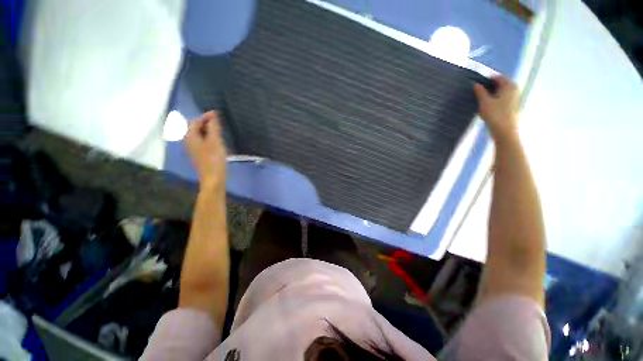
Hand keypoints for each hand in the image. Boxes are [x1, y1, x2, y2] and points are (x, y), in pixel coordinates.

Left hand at [186, 111, 226, 187]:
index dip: (206, 116)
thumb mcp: (215, 141)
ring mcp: (194, 149)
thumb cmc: (214, 159)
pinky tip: (217, 140)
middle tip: (218, 121)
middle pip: (195, 128)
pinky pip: (202, 141)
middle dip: (206, 122)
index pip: (196, 122)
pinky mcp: (200, 155)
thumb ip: (213, 127)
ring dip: (208, 130)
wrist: (213, 178)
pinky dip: (209, 137)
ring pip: (199, 135)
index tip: (217, 113)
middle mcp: (189, 141)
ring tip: (219, 129)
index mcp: (191, 137)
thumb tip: (213, 116)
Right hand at [473, 76, 519, 140]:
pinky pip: (502, 99)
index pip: (497, 77)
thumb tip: (476, 84)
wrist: (504, 131)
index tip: (476, 83)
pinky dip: (494, 100)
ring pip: (500, 93)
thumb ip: (480, 92)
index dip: (486, 79)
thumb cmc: (495, 114)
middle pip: (500, 85)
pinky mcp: (512, 107)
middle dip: (489, 87)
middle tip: (477, 91)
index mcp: (509, 86)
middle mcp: (514, 90)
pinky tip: (486, 106)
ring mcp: (514, 99)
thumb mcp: (484, 102)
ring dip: (491, 94)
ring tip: (480, 99)